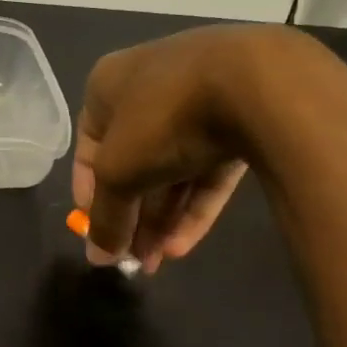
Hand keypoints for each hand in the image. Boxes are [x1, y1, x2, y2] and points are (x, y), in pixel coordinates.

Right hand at [73, 24, 346, 268]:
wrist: (258, 83)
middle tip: (130, 260)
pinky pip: (209, 169)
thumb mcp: (118, 172)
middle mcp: (151, 88)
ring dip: (161, 219)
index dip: (89, 194)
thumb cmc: (162, 118)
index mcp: (109, 85)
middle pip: (134, 163)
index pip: (90, 147)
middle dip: (132, 215)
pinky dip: (195, 206)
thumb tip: (97, 257)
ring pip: (173, 170)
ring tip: (156, 263)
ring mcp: (201, 102)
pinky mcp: (242, 121)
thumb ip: (104, 216)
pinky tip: (183, 246)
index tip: (95, 233)